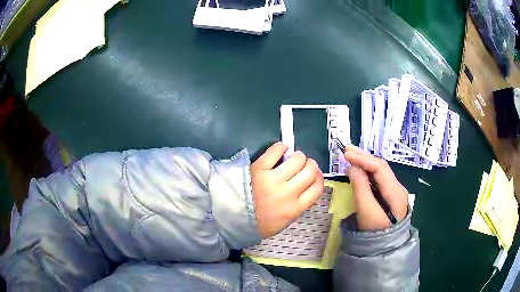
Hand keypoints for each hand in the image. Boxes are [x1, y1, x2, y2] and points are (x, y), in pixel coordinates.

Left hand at [251, 142, 323, 238]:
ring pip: (297, 159)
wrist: (230, 219)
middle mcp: (288, 193)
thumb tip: (305, 188)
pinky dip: (281, 147)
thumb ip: (297, 207)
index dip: (319, 178)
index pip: (317, 188)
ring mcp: (273, 179)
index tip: (315, 175)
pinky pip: (275, 151)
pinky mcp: (259, 168)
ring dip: (298, 156)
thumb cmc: (258, 223)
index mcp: (295, 208)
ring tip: (293, 158)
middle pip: (310, 171)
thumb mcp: (283, 222)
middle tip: (304, 165)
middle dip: (310, 165)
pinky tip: (281, 149)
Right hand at [344, 145, 407, 230]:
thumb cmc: (375, 232)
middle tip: (347, 149)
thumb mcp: (366, 212)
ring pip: (380, 172)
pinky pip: (378, 179)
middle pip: (381, 167)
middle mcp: (397, 187)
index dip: (363, 159)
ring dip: (365, 162)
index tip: (346, 154)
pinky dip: (367, 172)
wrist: (384, 249)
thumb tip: (352, 168)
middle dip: (364, 157)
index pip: (380, 168)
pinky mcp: (389, 196)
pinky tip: (359, 169)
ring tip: (351, 155)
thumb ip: (360, 189)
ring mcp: (394, 191)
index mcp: (395, 191)